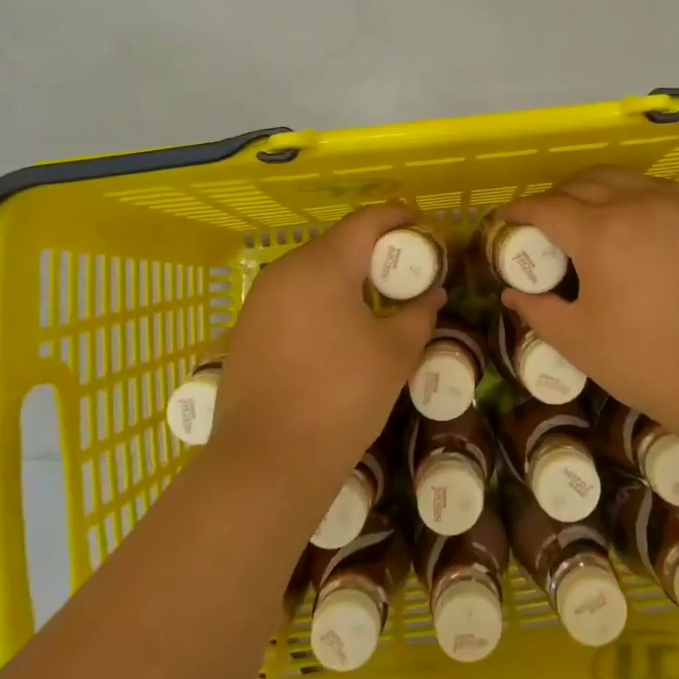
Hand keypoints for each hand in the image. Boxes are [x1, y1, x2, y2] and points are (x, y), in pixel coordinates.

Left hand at [209, 204, 442, 488]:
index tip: (426, 228)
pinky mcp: (246, 329)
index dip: (399, 218)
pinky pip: (292, 297)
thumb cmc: (342, 397)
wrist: (268, 461)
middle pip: (337, 243)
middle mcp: (285, 271)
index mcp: (322, 266)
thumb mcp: (395, 354)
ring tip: (376, 299)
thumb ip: (418, 314)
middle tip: (407, 270)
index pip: (366, 221)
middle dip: (375, 249)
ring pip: (312, 271)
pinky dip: (320, 299)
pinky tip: (337, 329)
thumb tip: (433, 295)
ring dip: (346, 276)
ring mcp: (259, 300)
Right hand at [497, 168, 678, 448]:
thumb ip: (537, 309)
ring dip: (595, 190)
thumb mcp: (577, 340)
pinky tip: (635, 223)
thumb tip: (512, 293)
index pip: (546, 207)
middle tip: (544, 222)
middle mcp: (637, 204)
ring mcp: (678, 206)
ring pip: (624, 179)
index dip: (519, 211)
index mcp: (599, 233)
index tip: (506, 220)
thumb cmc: (646, 362)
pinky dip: (636, 196)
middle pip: (583, 183)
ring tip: (587, 216)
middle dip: (555, 197)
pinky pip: (661, 191)